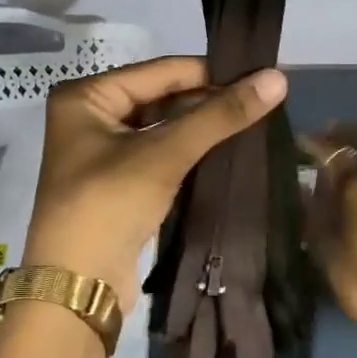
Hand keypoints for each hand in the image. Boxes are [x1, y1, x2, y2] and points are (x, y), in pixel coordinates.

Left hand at [24, 57, 287, 308]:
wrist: (78, 285)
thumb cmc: (109, 204)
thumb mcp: (164, 154)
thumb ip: (220, 115)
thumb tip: (278, 78)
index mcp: (86, 97)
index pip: (159, 72)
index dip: (210, 72)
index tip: (259, 74)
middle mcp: (90, 117)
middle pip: (161, 99)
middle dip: (207, 102)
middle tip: (261, 101)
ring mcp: (104, 153)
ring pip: (163, 128)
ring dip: (202, 128)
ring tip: (253, 122)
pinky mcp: (119, 184)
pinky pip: (160, 155)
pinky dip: (190, 153)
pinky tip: (228, 151)